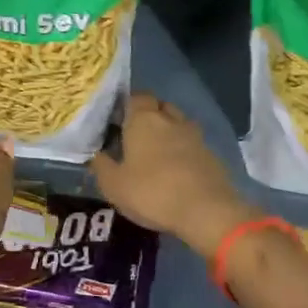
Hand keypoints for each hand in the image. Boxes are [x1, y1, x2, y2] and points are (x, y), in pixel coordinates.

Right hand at [90, 93, 256, 257]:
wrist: (206, 210)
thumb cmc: (152, 193)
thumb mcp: (114, 185)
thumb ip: (101, 165)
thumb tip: (96, 153)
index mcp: (144, 120)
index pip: (137, 96)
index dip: (128, 105)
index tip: (119, 121)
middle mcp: (171, 119)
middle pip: (160, 106)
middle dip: (150, 116)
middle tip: (137, 138)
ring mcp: (195, 135)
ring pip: (179, 123)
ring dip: (169, 132)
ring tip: (157, 154)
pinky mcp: (212, 154)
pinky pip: (193, 144)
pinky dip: (185, 151)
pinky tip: (178, 171)